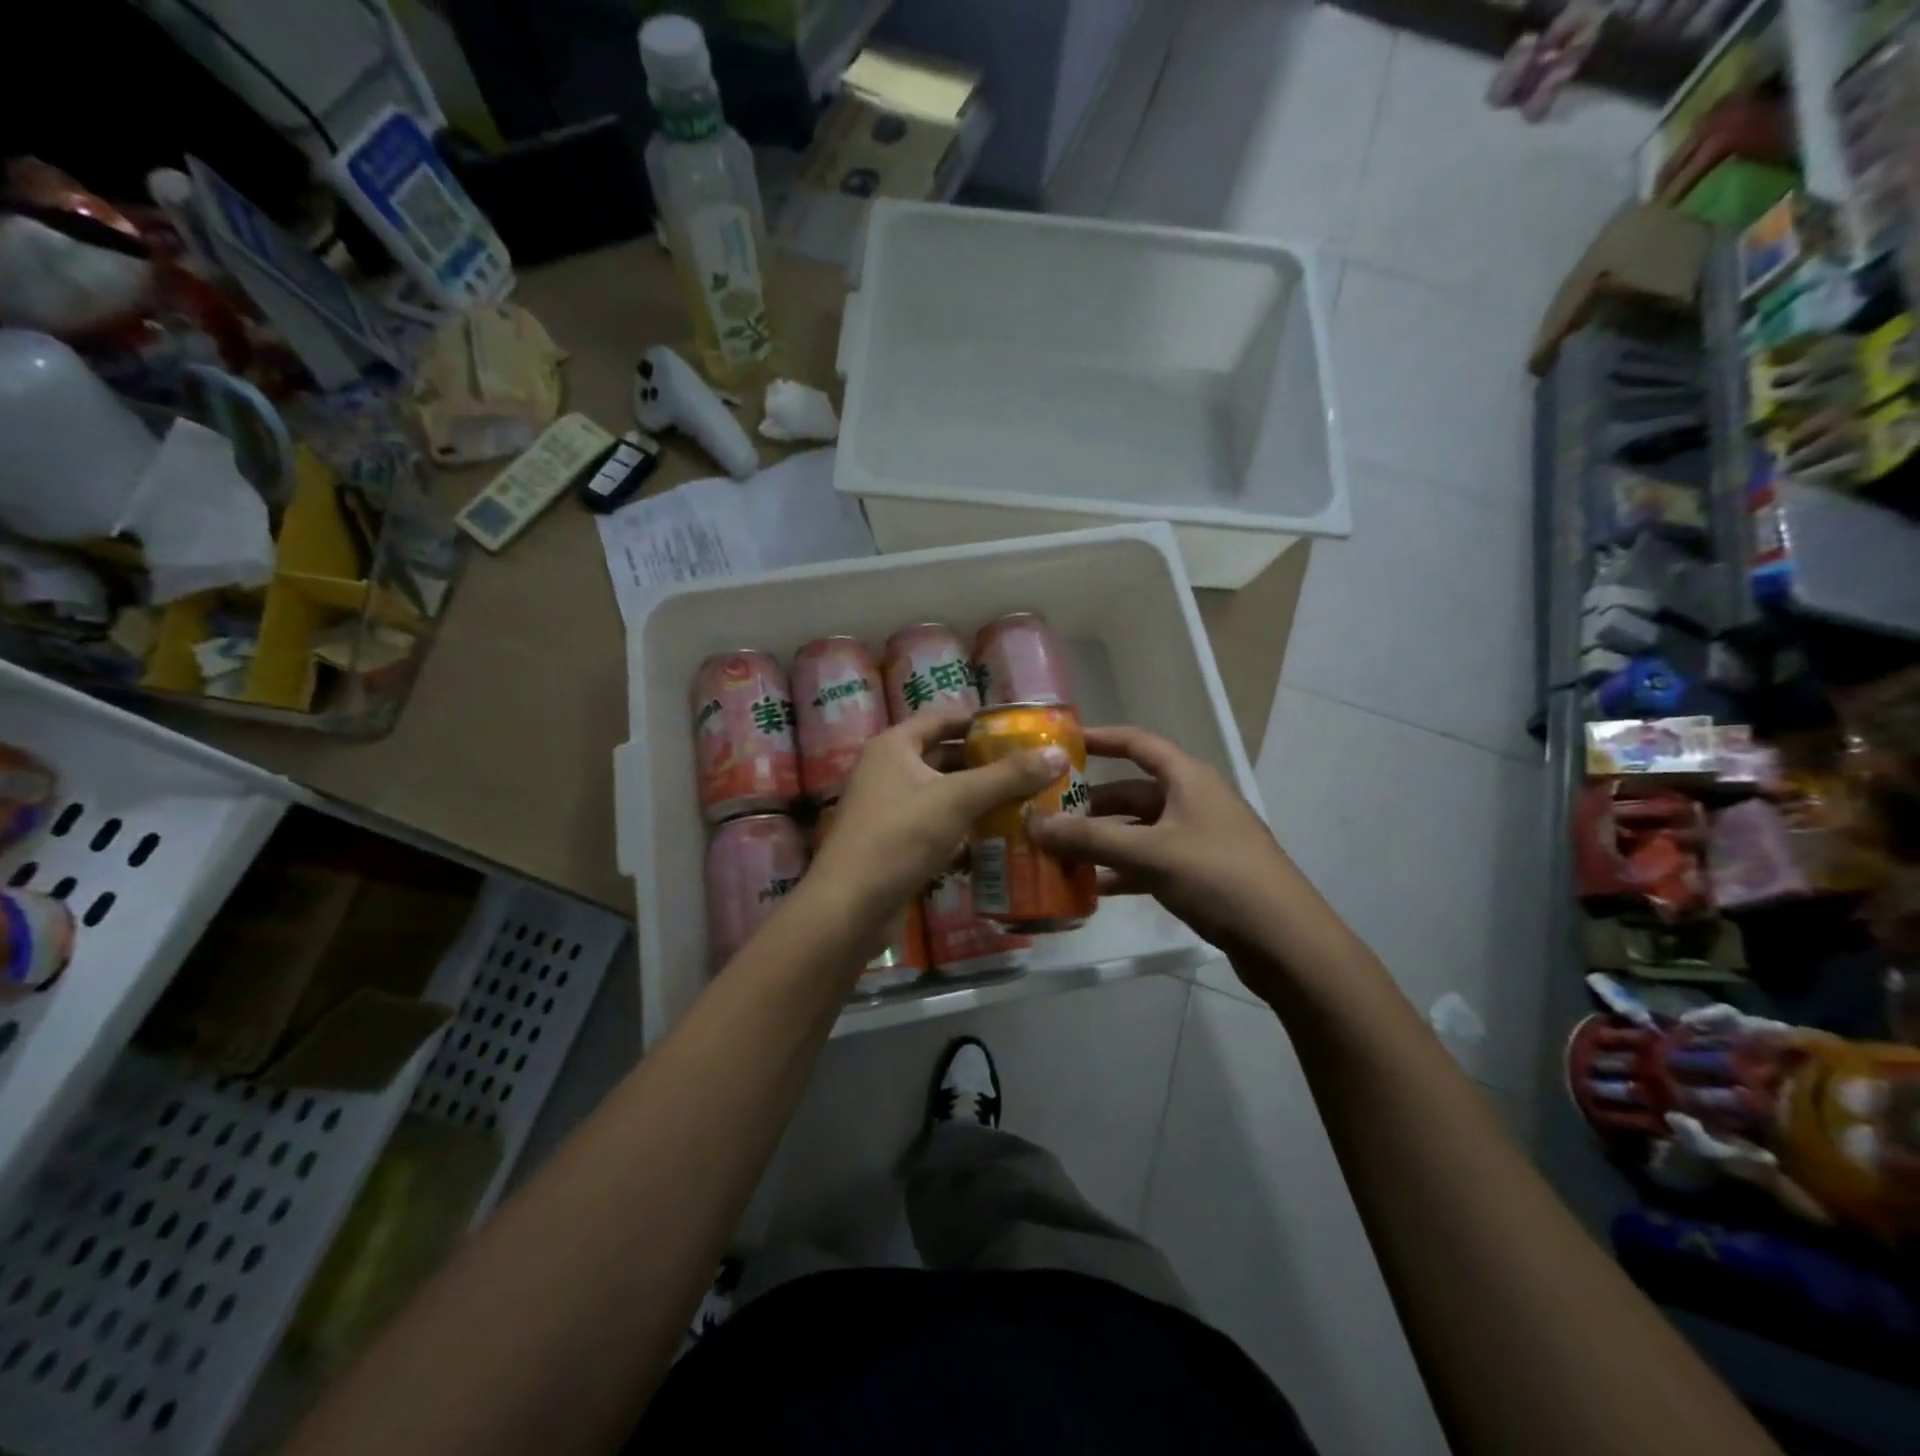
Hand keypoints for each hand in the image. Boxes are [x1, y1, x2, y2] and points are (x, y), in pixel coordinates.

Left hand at [806, 705, 1068, 925]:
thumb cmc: (900, 838)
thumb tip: (1058, 754)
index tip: (1021, 730)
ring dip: (978, 797)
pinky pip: (936, 824)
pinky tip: (997, 837)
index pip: (943, 718)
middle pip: (944, 755)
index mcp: (894, 746)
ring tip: (1025, 800)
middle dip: (986, 762)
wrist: (849, 907)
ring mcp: (889, 808)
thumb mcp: (957, 800)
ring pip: (942, 793)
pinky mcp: (895, 842)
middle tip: (1031, 767)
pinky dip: (963, 827)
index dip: (980, 720)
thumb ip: (1007, 776)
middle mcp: (887, 770)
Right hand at [1026, 725, 1309, 972]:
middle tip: (1048, 816)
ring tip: (1061, 854)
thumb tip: (1034, 824)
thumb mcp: (1150, 854)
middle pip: (1133, 793)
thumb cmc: (1218, 877)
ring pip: (1139, 831)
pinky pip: (1151, 862)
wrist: (1285, 940)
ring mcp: (1198, 839)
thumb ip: (1090, 839)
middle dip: (1091, 805)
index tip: (1062, 744)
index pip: (1138, 743)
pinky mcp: (1201, 874)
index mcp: (1188, 779)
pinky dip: (1124, 870)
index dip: (1101, 738)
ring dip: (1103, 841)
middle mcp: (1193, 801)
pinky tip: (1094, 888)